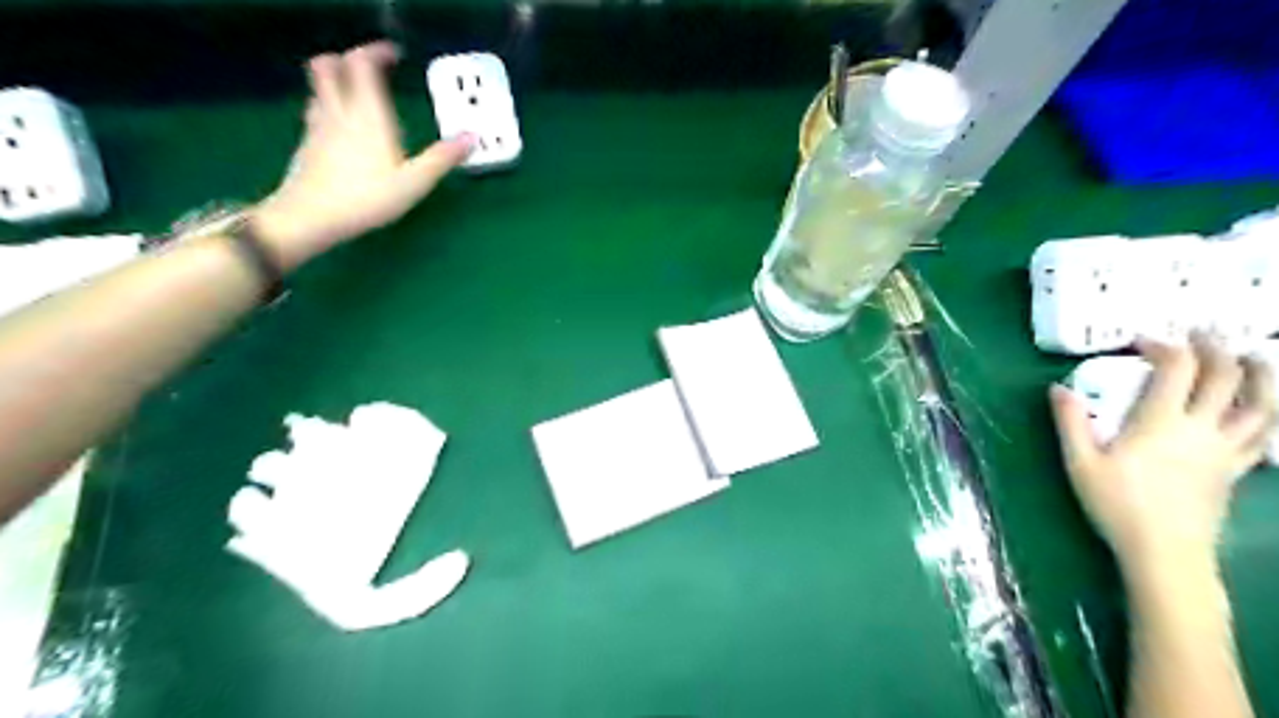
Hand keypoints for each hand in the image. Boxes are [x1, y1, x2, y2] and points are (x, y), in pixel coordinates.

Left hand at [250, 41, 473, 271]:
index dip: (375, 51)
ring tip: (354, 96)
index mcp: (367, 115)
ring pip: (318, 88)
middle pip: (328, 66)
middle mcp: (338, 112)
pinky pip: (315, 113)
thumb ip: (442, 158)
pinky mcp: (306, 145)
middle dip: (346, 60)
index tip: (392, 55)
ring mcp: (318, 127)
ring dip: (334, 83)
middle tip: (368, 69)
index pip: (362, 64)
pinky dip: (327, 109)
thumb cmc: (367, 198)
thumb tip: (471, 138)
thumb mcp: (414, 182)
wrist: (311, 216)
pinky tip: (339, 129)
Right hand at [1055, 334, 1274, 576]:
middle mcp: (1201, 429)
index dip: (1165, 347)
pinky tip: (1261, 411)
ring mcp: (1225, 451)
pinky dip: (1267, 415)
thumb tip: (1059, 388)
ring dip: (1263, 376)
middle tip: (1203, 334)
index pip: (1178, 369)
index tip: (1144, 342)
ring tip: (1254, 359)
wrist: (1165, 553)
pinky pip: (1264, 436)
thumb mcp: (1080, 463)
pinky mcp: (1235, 471)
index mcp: (1161, 422)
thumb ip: (1070, 422)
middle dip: (1217, 349)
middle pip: (1228, 378)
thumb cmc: (1117, 505)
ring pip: (1264, 405)